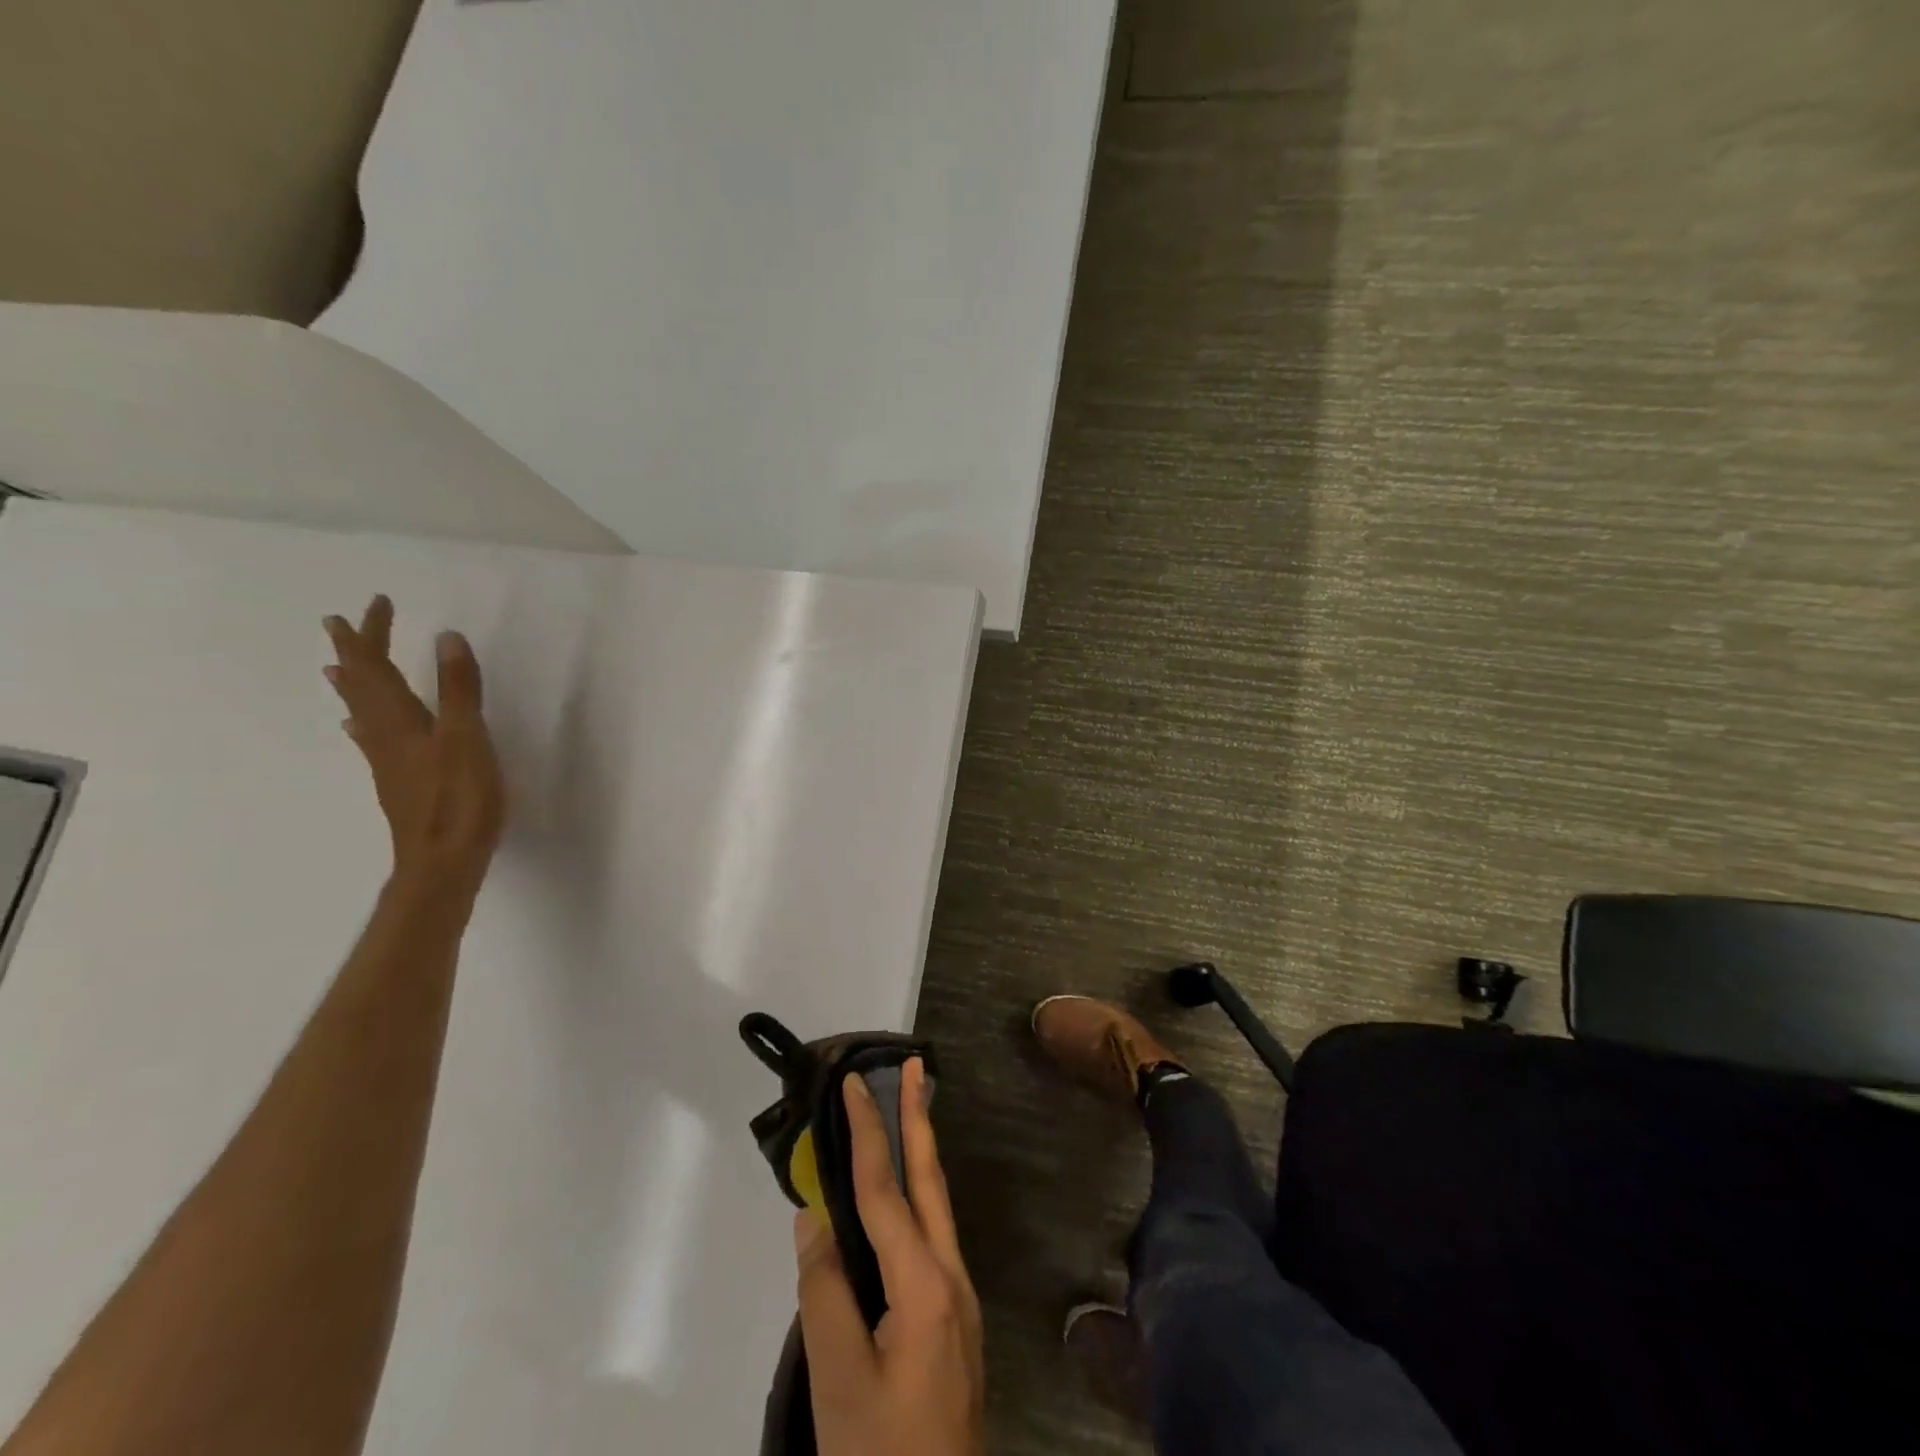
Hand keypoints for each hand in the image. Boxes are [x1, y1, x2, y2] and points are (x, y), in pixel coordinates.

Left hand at [323, 596, 505, 898]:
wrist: (443, 862)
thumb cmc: (460, 799)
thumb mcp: (468, 737)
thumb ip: (459, 689)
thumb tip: (446, 636)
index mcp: (403, 721)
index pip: (379, 668)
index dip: (375, 635)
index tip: (375, 603)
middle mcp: (387, 736)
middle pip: (362, 688)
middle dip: (354, 654)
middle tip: (338, 625)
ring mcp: (390, 762)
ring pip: (363, 715)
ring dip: (352, 687)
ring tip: (338, 669)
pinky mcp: (400, 783)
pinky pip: (372, 741)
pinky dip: (363, 725)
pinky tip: (360, 730)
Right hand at [794, 1060, 984, 1455]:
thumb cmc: (880, 1451)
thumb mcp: (837, 1377)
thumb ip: (824, 1289)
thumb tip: (816, 1216)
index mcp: (923, 1281)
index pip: (885, 1190)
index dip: (868, 1132)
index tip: (856, 1083)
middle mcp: (950, 1275)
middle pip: (930, 1180)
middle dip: (920, 1119)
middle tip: (915, 1067)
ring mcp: (958, 1297)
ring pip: (937, 1206)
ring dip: (922, 1153)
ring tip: (911, 1111)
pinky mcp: (954, 1319)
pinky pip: (933, 1236)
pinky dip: (917, 1197)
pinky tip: (904, 1198)